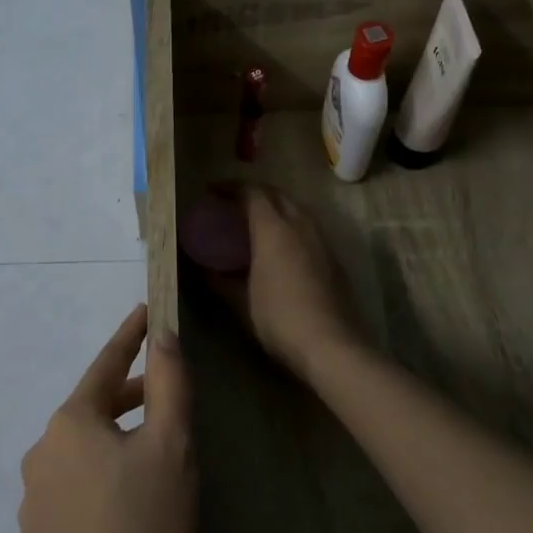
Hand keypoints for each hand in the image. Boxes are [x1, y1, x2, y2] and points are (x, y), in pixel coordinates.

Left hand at [19, 305, 193, 532]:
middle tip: (166, 391)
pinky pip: (75, 485)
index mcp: (71, 422)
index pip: (106, 364)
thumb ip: (168, 384)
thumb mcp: (171, 448)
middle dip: (130, 395)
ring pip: (84, 449)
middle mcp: (42, 450)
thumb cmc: (144, 527)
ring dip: (117, 439)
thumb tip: (163, 335)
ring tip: (153, 453)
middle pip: (94, 407)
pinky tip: (127, 503)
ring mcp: (33, 495)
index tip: (147, 311)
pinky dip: (102, 475)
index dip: (131, 336)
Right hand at [209, 185, 358, 379]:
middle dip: (254, 193)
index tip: (211, 192)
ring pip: (296, 209)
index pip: (252, 192)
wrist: (330, 345)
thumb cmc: (278, 318)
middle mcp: (300, 225)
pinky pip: (308, 228)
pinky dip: (290, 226)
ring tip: (255, 223)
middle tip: (232, 204)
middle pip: (277, 194)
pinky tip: (281, 248)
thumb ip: (218, 279)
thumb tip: (199, 268)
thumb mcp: (240, 301)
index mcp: (274, 228)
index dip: (230, 187)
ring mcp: (321, 240)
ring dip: (275, 208)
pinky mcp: (333, 258)